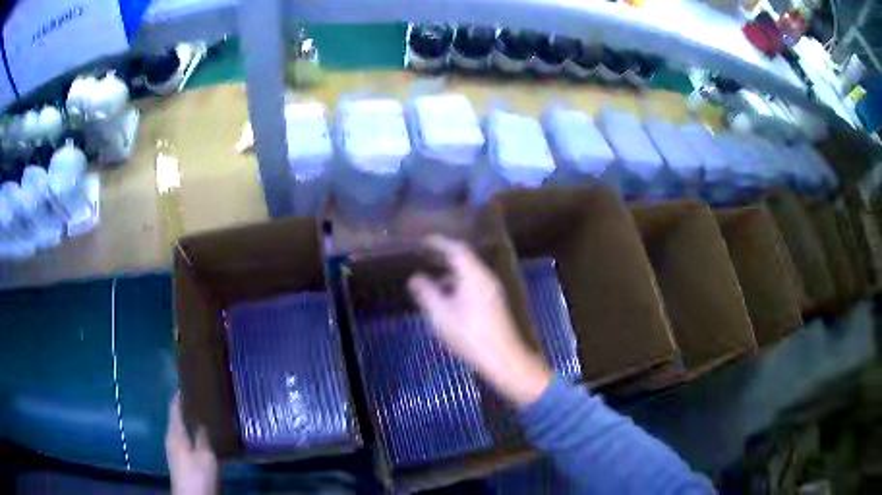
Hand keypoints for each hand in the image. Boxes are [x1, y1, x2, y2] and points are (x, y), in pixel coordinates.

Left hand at [166, 393, 217, 494]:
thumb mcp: (205, 456)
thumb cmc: (197, 476)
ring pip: (181, 428)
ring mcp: (174, 449)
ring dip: (191, 421)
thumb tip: (202, 418)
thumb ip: (202, 436)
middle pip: (177, 416)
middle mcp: (171, 437)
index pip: (174, 405)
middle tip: (204, 399)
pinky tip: (204, 438)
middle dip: (188, 407)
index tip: (192, 382)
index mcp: (175, 432)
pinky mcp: (180, 459)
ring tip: (207, 416)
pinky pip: (185, 438)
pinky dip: (192, 433)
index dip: (181, 393)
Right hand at [408, 235, 550, 406]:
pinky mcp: (494, 304)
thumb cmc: (469, 334)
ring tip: (432, 280)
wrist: (503, 358)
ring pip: (469, 274)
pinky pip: (474, 285)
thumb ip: (426, 293)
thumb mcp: (441, 314)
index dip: (440, 243)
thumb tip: (415, 278)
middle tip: (426, 256)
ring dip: (451, 273)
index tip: (424, 242)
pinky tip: (447, 300)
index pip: (457, 249)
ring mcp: (492, 291)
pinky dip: (458, 285)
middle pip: (465, 260)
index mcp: (474, 275)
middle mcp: (486, 278)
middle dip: (444, 257)